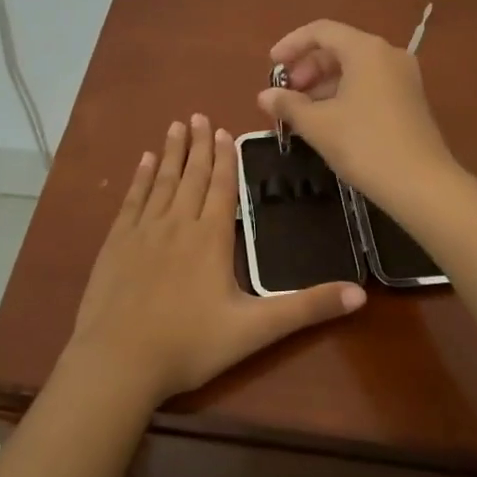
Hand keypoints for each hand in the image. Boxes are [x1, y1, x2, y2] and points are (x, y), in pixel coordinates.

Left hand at [65, 115, 366, 406]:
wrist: (118, 361)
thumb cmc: (190, 345)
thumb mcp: (256, 330)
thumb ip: (306, 308)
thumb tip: (361, 294)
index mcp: (211, 238)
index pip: (222, 187)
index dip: (225, 158)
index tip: (224, 131)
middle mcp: (177, 224)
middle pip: (192, 176)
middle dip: (199, 145)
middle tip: (200, 115)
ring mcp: (143, 231)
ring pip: (162, 181)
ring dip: (171, 153)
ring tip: (176, 126)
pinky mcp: (116, 243)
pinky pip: (132, 200)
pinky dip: (140, 178)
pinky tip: (144, 162)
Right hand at [257, 19, 457, 207]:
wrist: (421, 184)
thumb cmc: (364, 145)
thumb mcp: (318, 125)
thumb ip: (288, 105)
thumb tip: (265, 96)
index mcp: (366, 50)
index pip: (321, 31)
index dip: (291, 44)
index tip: (272, 66)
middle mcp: (388, 54)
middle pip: (339, 48)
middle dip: (307, 68)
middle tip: (287, 95)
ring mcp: (403, 77)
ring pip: (354, 68)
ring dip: (324, 84)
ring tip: (302, 113)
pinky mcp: (410, 100)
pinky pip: (369, 84)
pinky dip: (344, 94)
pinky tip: (328, 121)